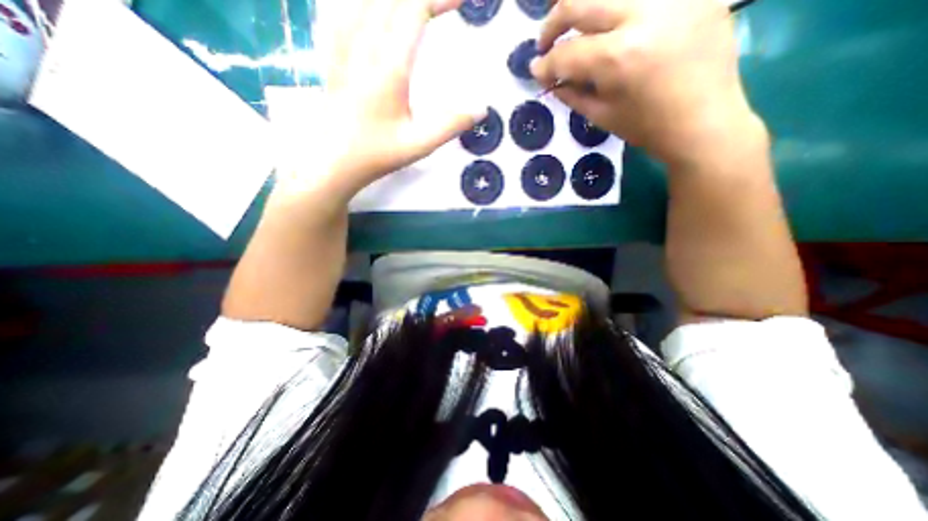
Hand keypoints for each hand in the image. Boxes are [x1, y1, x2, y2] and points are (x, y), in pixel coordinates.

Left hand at [275, 0, 488, 201]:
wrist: (334, 161)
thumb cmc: (377, 154)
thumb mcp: (419, 145)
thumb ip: (450, 126)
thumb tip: (480, 108)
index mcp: (389, 67)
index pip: (415, 11)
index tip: (463, 1)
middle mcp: (364, 46)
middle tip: (444, 4)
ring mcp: (342, 47)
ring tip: (414, 8)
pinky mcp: (331, 54)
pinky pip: (340, 10)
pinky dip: (360, 5)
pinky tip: (366, 11)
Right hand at [534, 0, 757, 163]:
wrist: (704, 122)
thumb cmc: (647, 128)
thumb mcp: (601, 116)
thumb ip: (572, 93)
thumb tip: (551, 80)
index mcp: (617, 58)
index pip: (567, 54)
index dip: (545, 65)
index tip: (535, 71)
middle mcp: (643, 15)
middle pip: (581, 1)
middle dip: (553, 23)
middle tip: (545, 42)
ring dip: (584, 8)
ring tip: (575, 26)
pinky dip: (620, 11)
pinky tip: (613, 25)